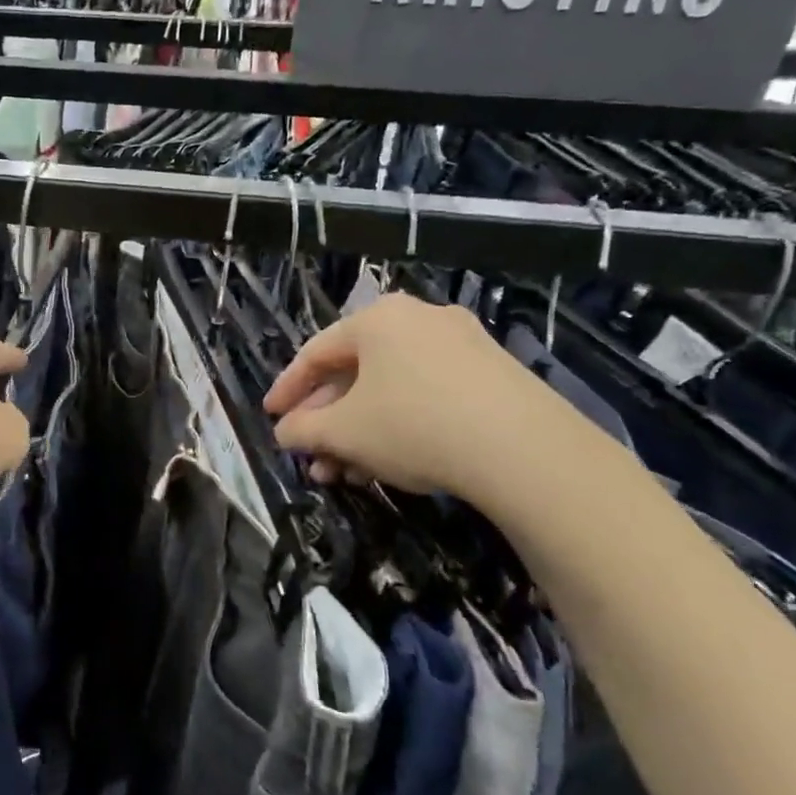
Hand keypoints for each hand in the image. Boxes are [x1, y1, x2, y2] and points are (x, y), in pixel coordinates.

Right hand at [264, 293, 598, 510]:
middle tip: (312, 458)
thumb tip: (285, 432)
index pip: (316, 353)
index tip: (272, 418)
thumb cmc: (413, 424)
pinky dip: (398, 427)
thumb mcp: (344, 432)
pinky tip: (389, 466)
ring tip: (345, 475)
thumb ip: (303, 430)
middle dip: (328, 422)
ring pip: (391, 390)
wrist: (523, 449)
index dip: (288, 389)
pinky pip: (426, 396)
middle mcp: (419, 319)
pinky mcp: (493, 375)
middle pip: (355, 374)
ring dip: (360, 432)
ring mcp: (462, 345)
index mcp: (377, 319)